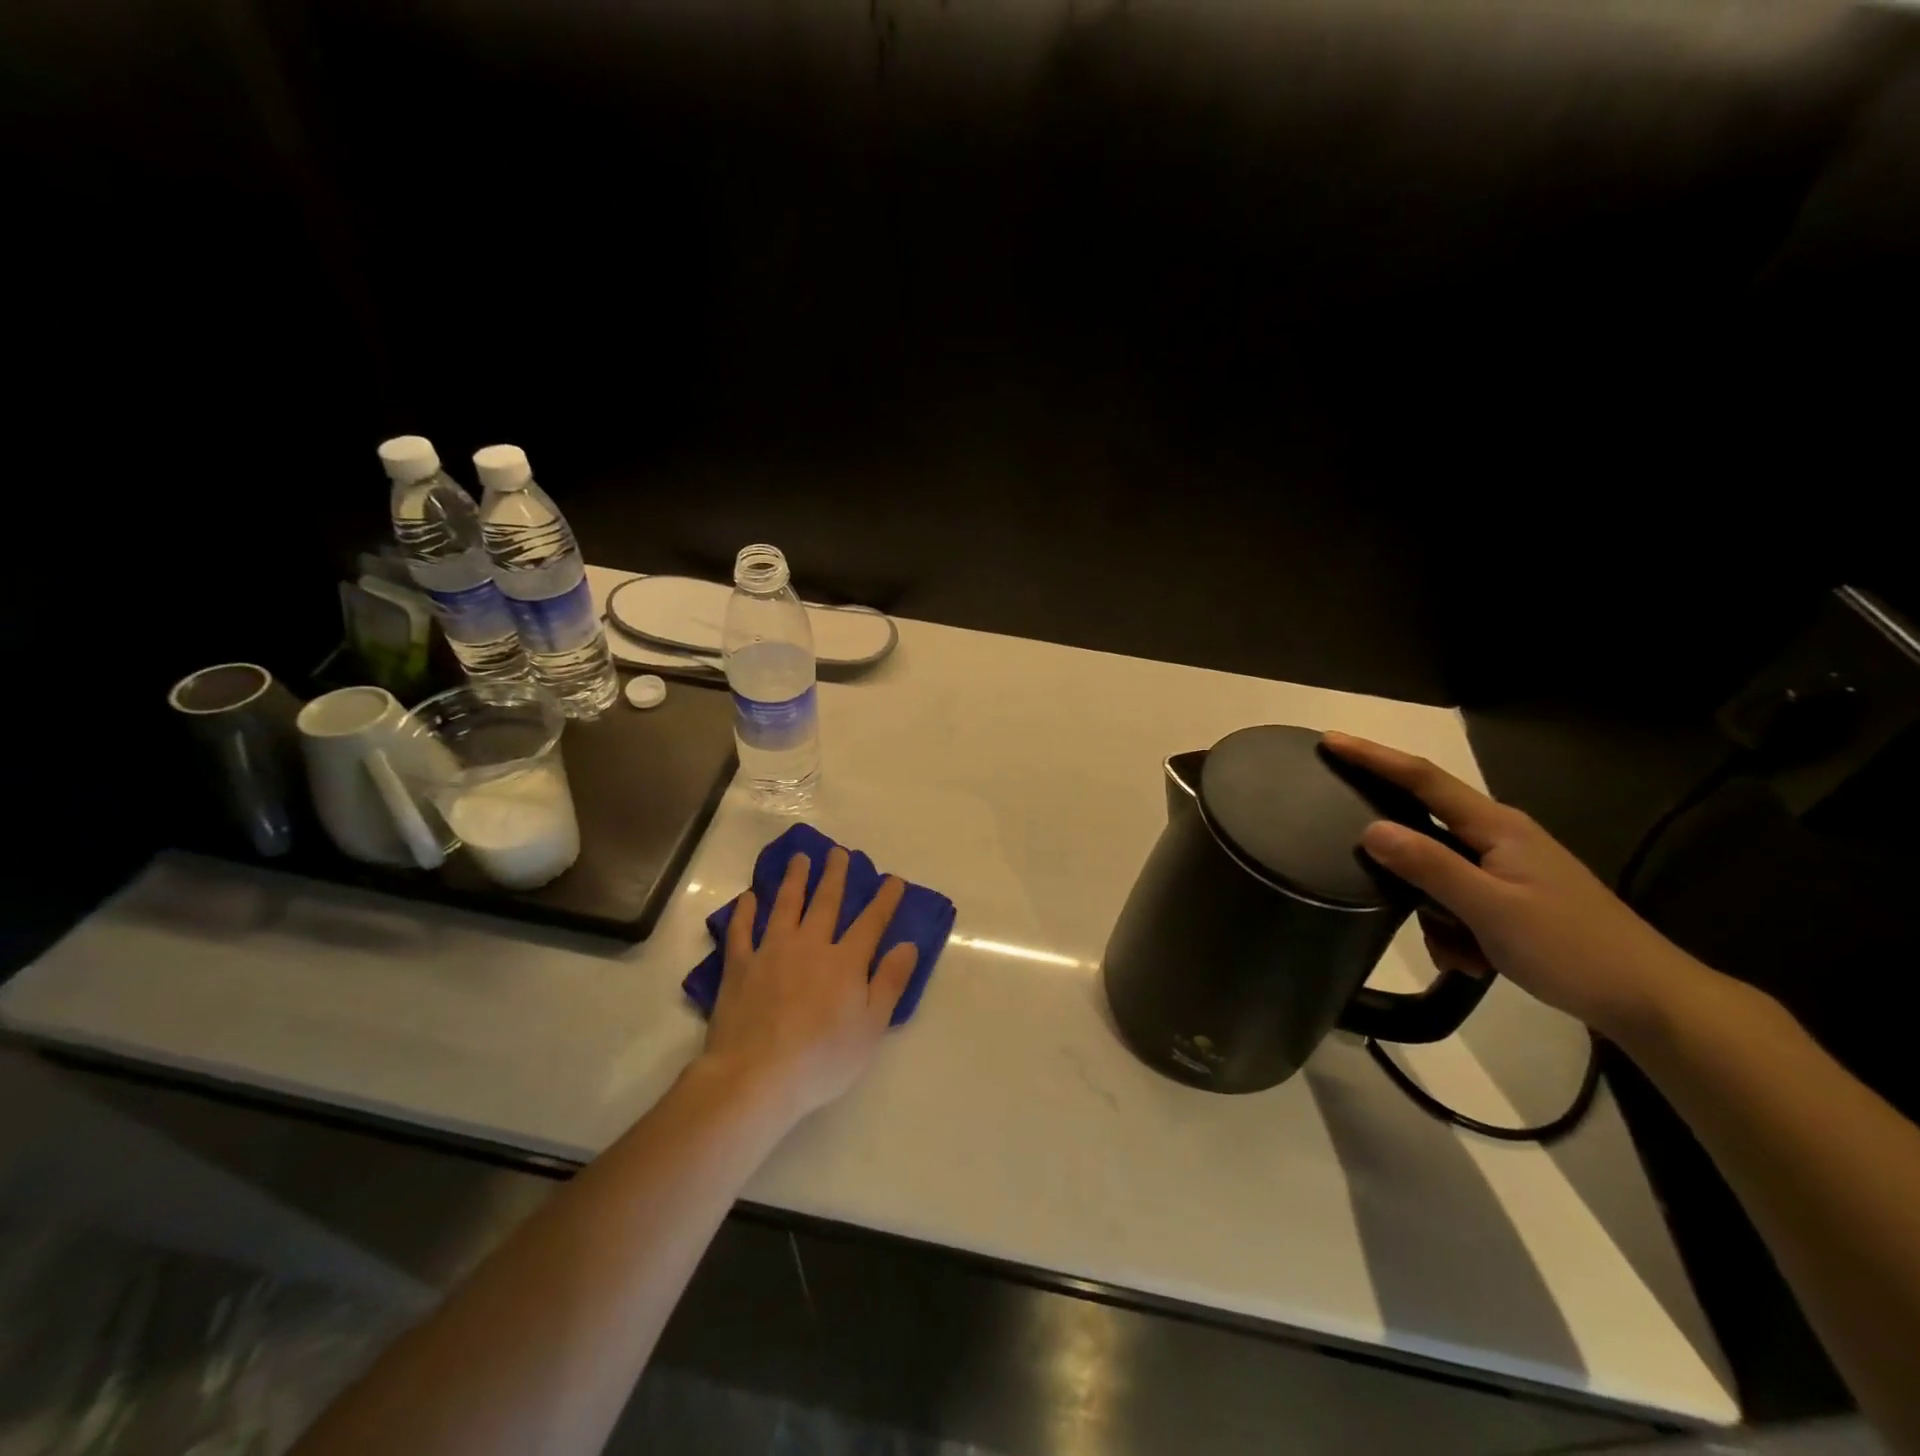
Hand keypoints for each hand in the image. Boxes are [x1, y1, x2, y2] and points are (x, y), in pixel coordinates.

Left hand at [698, 848, 918, 1122]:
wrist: (756, 1076)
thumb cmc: (822, 1059)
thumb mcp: (871, 1027)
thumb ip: (890, 982)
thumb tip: (907, 945)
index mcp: (845, 962)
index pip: (871, 922)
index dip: (884, 900)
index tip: (893, 879)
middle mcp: (810, 945)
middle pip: (826, 902)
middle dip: (836, 876)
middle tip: (840, 852)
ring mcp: (771, 951)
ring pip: (786, 905)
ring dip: (795, 879)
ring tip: (800, 858)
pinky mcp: (739, 966)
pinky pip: (742, 930)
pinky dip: (746, 911)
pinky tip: (749, 896)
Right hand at [1321, 732, 1711, 1043]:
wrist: (1652, 1002)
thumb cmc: (1571, 948)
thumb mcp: (1490, 909)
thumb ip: (1428, 866)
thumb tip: (1370, 830)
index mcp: (1497, 827)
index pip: (1422, 779)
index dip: (1373, 758)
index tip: (1330, 741)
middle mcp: (1501, 839)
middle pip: (1425, 833)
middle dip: (1405, 869)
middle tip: (1380, 888)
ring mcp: (1509, 870)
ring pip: (1439, 877)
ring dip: (1437, 916)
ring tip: (1460, 955)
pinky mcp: (1515, 900)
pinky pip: (1460, 903)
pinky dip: (1457, 932)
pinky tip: (1474, 963)